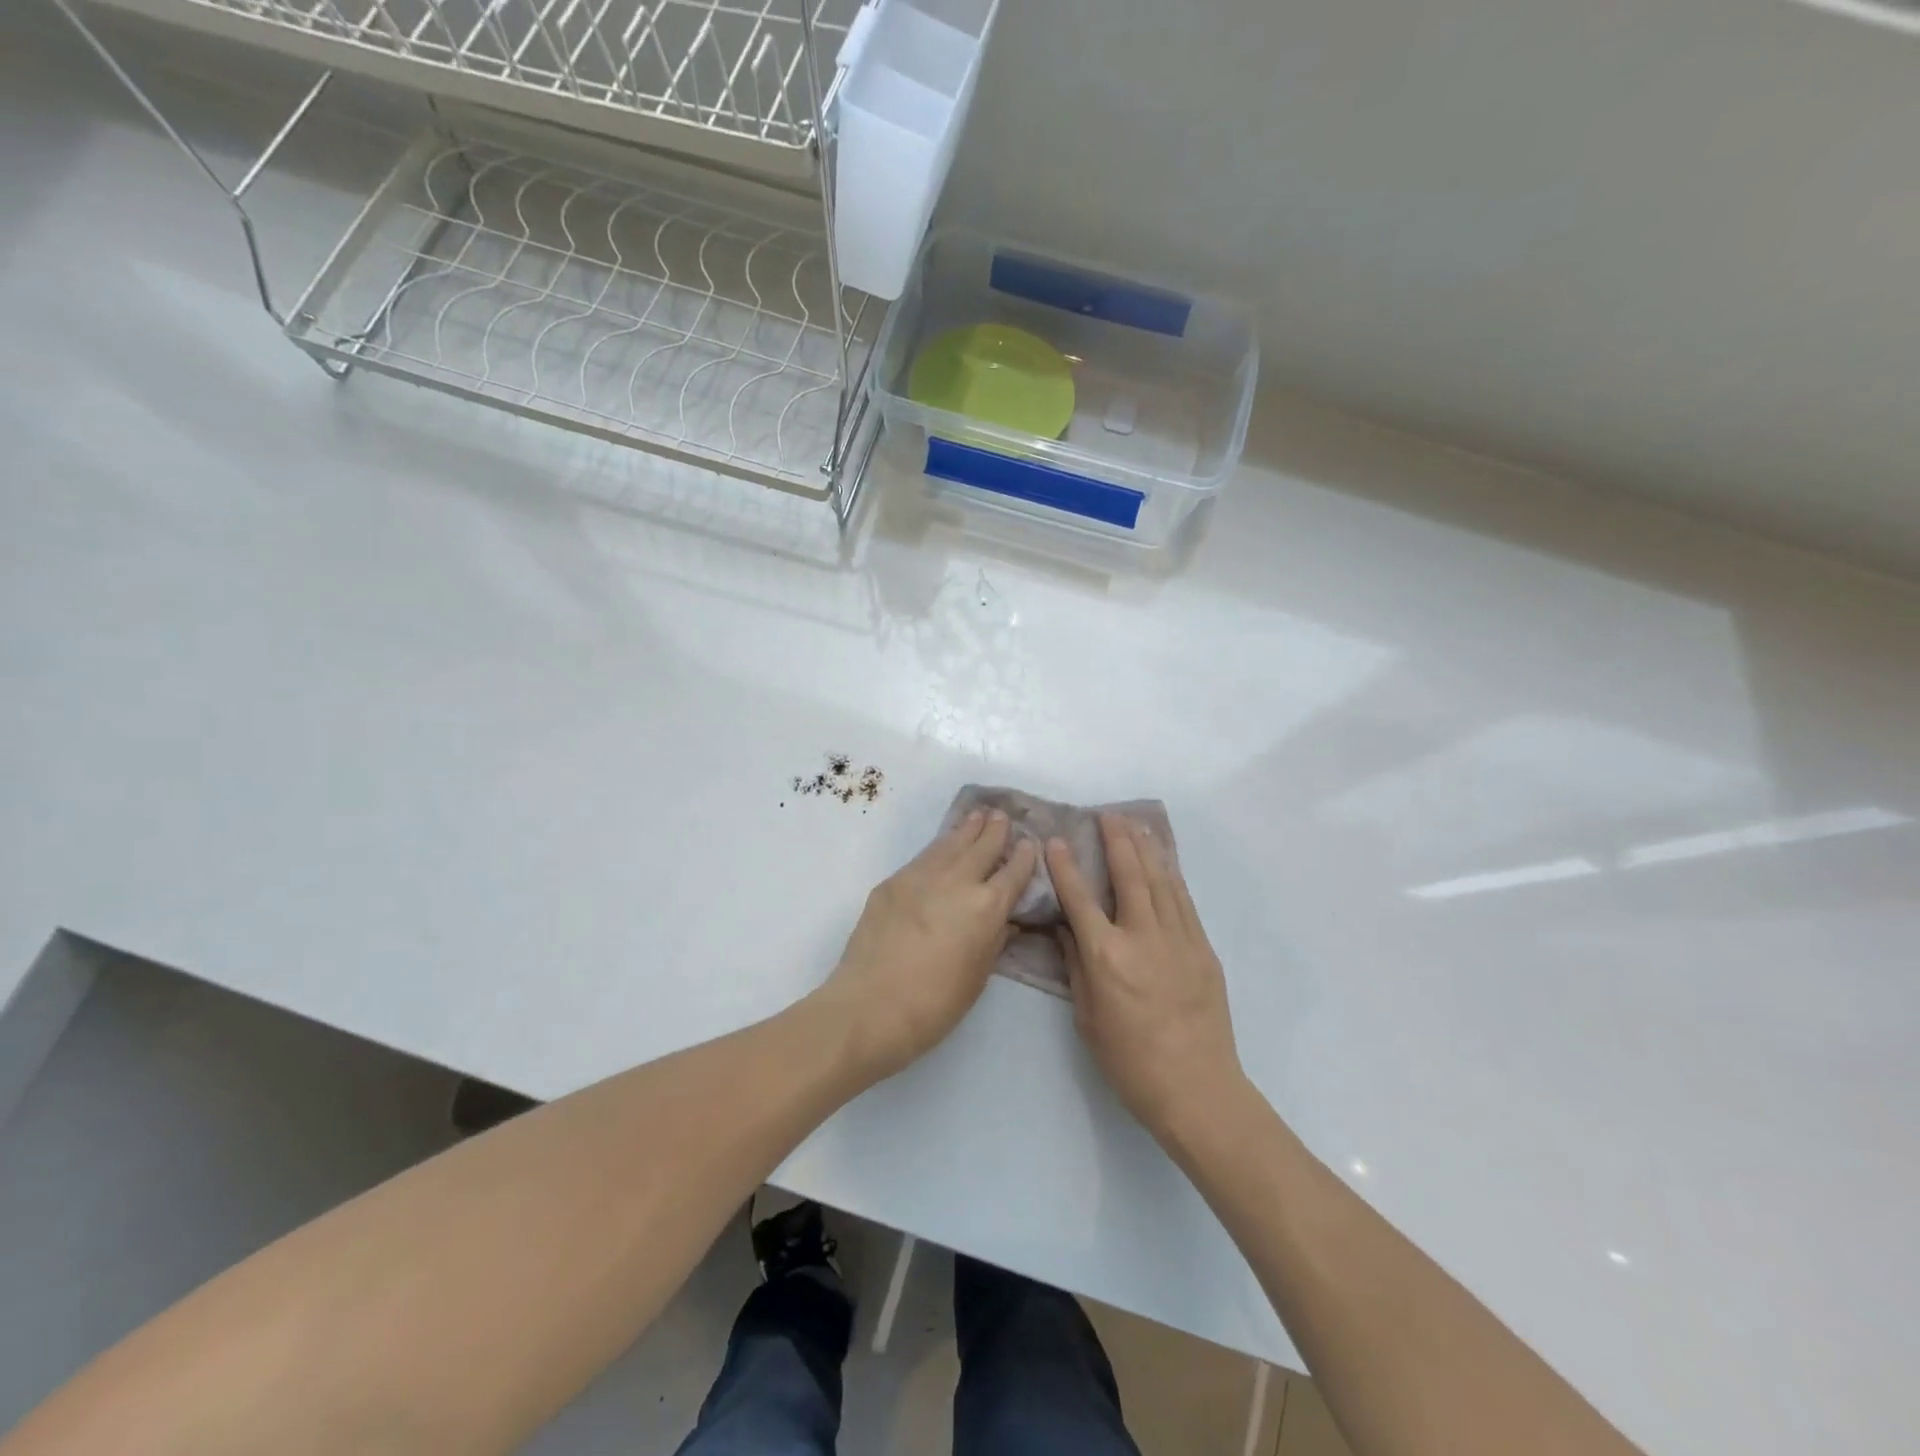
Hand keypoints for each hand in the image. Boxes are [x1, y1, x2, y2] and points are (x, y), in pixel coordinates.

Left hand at [819, 809, 1037, 1079]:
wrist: (871, 1005)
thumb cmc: (935, 1004)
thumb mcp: (978, 976)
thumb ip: (994, 940)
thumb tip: (1005, 920)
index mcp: (987, 907)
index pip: (1013, 872)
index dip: (1024, 856)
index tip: (1030, 842)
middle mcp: (957, 881)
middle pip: (982, 846)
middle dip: (995, 830)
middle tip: (1002, 816)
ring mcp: (922, 876)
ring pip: (951, 843)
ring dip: (967, 829)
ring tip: (977, 816)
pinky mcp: (893, 881)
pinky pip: (925, 856)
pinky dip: (940, 846)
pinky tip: (943, 846)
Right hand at [1048, 814, 1243, 1141]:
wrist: (1197, 1089)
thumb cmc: (1130, 1062)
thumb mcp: (1088, 1018)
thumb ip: (1077, 967)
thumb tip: (1068, 930)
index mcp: (1107, 957)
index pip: (1081, 900)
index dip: (1067, 867)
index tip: (1058, 840)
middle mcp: (1143, 938)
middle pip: (1129, 876)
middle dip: (1116, 841)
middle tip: (1107, 815)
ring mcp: (1179, 940)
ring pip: (1161, 881)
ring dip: (1146, 849)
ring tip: (1135, 825)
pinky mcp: (1203, 949)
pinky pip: (1184, 902)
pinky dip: (1172, 876)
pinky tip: (1164, 862)